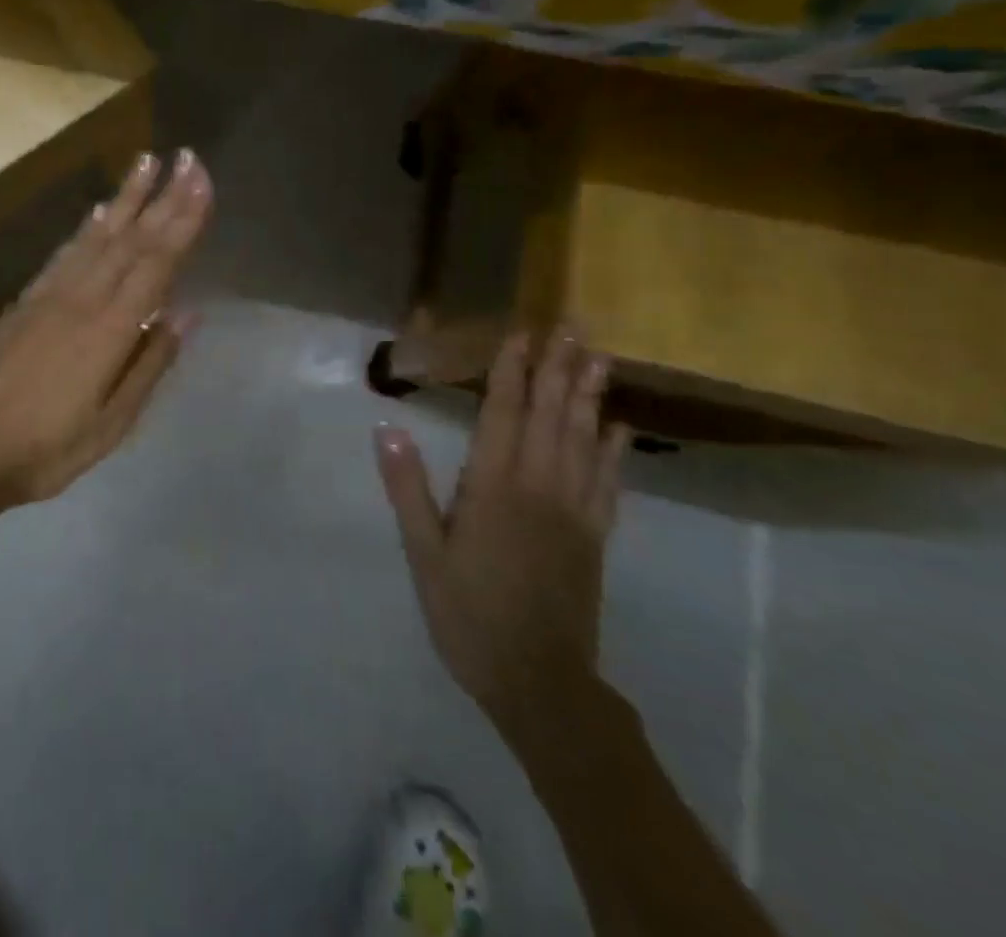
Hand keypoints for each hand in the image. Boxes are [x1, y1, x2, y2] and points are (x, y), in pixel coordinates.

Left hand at [0, 148, 212, 518]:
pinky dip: (87, 226)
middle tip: (188, 158)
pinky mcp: (27, 299)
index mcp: (110, 330)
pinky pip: (64, 252)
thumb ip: (150, 364)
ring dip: (126, 196)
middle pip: (132, 239)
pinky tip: (101, 208)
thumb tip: (188, 313)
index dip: (182, 220)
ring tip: (147, 161)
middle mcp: (82, 299)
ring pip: (97, 235)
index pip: (156, 262)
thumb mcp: (111, 424)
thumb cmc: (46, 448)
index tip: (202, 182)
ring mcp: (50, 295)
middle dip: (164, 196)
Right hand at [375, 329, 626, 744]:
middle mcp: (538, 486)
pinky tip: (619, 425)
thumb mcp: (424, 554)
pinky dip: (614, 449)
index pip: (503, 413)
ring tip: (600, 356)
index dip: (512, 370)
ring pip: (583, 439)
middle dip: (559, 366)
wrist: (538, 681)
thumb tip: (387, 428)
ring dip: (589, 394)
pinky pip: (608, 481)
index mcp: (492, 487)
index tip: (523, 332)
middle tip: (574, 324)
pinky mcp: (594, 535)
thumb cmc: (468, 613)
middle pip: (550, 414)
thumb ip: (408, 488)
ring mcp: (573, 510)